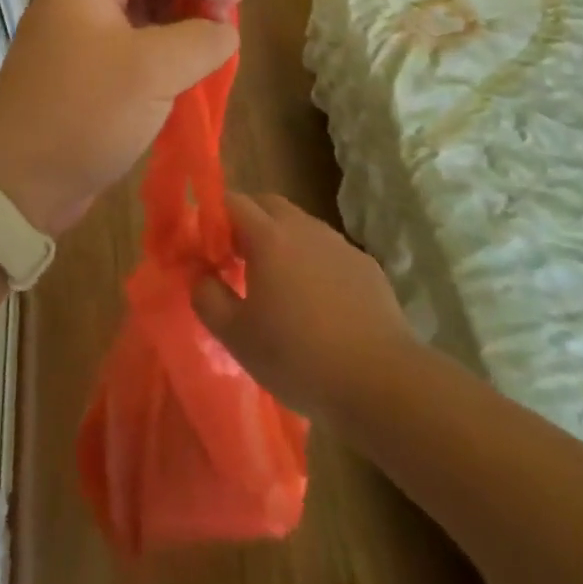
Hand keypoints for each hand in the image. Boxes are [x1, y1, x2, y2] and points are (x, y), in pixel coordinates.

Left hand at [0, 0, 240, 235]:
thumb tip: (224, 31)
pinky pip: (134, 44)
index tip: (230, 4)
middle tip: (221, 32)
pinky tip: (186, 79)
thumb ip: (201, 40)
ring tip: (209, 57)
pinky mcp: (86, 69)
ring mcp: (80, 34)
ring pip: (144, 11)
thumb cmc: (83, 112)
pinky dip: (165, 54)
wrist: (17, 182)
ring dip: (182, 27)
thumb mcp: (152, 71)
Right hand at [193, 194, 413, 419]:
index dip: (214, 218)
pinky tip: (319, 304)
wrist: (381, 381)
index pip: (232, 202)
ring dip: (282, 242)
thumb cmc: (299, 357)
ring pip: (300, 226)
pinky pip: (328, 252)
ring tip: (278, 286)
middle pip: (268, 204)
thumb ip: (208, 298)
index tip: (207, 248)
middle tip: (237, 260)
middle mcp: (304, 227)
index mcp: (268, 236)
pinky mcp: (365, 265)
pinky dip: (314, 264)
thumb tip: (201, 276)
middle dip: (247, 222)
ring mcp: (339, 244)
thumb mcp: (237, 337)